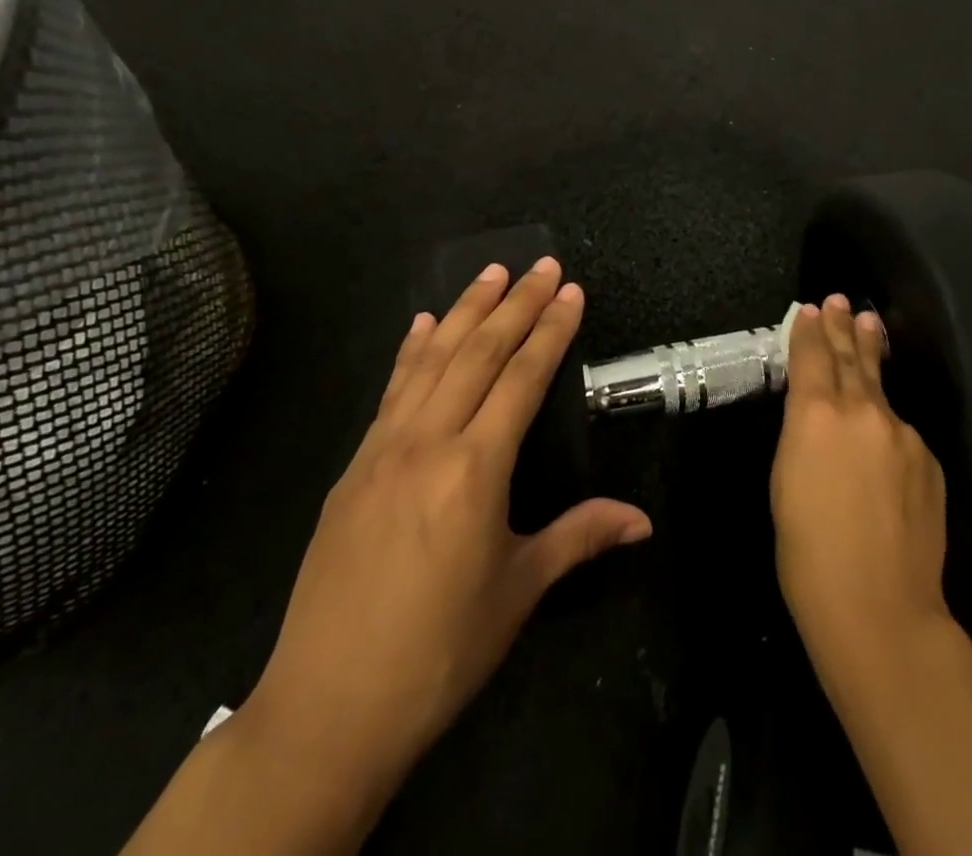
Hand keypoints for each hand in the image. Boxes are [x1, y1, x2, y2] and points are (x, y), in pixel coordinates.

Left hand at [226, 258, 650, 845]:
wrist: (329, 706)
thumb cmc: (440, 650)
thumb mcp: (519, 591)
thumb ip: (580, 538)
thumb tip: (642, 520)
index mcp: (475, 468)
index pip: (523, 378)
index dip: (550, 330)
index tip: (569, 290)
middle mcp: (429, 441)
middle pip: (479, 354)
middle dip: (515, 303)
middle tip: (541, 264)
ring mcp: (384, 448)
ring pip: (432, 360)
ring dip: (465, 311)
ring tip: (490, 272)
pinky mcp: (354, 465)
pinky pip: (390, 391)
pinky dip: (411, 351)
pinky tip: (421, 325)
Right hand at [771, 295, 951, 686]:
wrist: (881, 608)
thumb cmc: (808, 551)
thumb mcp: (785, 480)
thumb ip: (802, 434)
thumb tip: (816, 414)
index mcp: (816, 414)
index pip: (812, 356)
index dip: (809, 330)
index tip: (810, 309)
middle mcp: (862, 410)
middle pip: (850, 356)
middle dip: (842, 326)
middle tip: (839, 300)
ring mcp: (902, 433)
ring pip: (880, 388)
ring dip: (870, 355)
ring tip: (868, 325)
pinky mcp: (928, 459)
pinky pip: (900, 431)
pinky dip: (886, 422)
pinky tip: (881, 433)